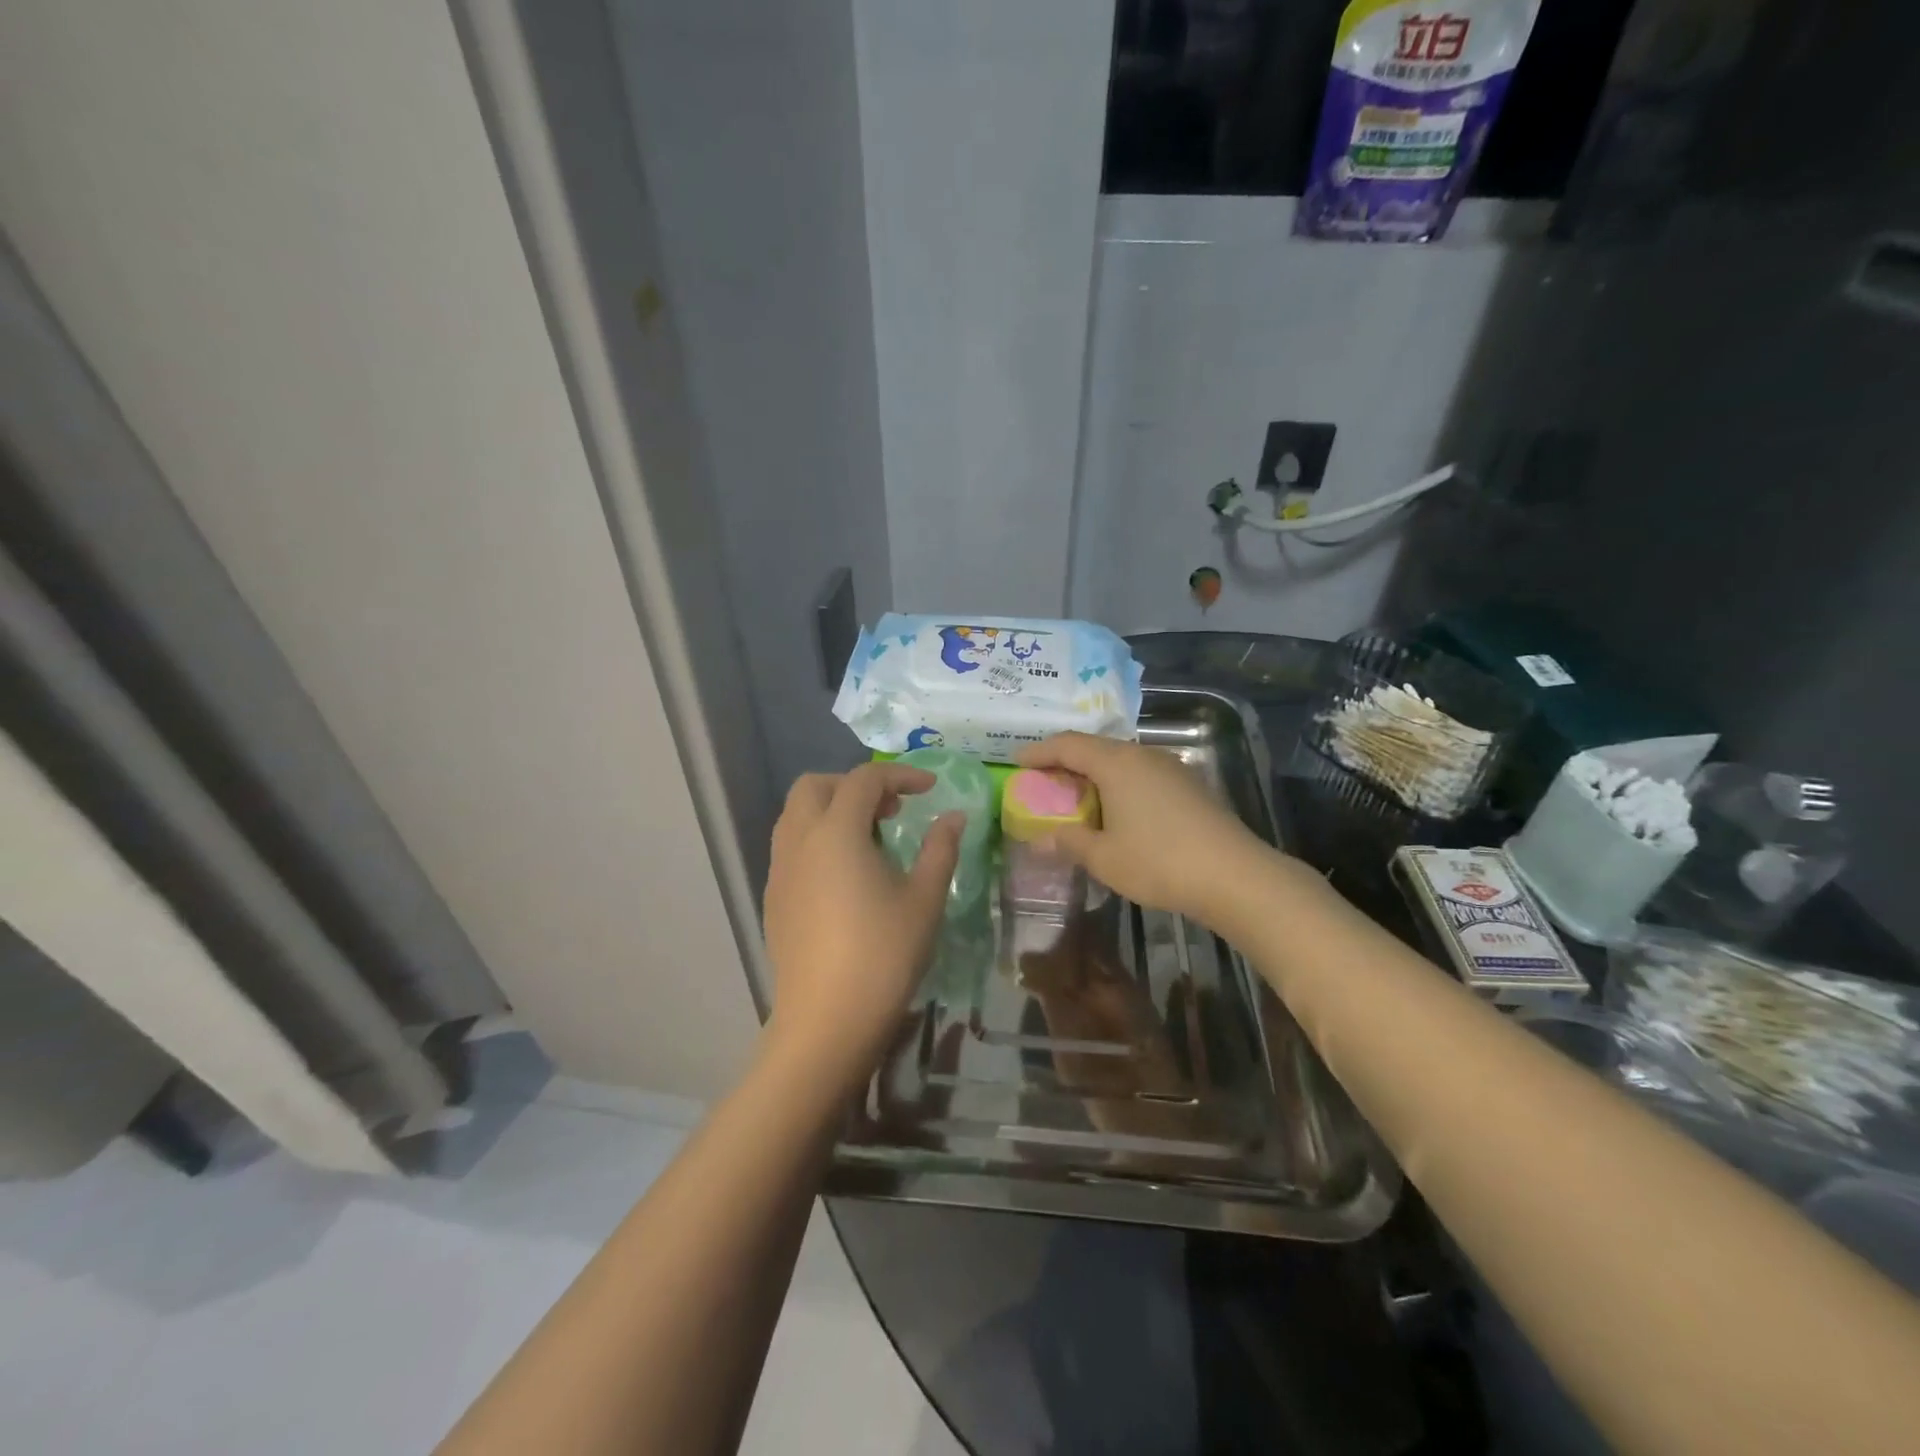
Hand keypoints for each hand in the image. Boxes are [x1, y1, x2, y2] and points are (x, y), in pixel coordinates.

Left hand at [762, 763, 962, 1088]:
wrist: (827, 1021)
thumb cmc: (883, 955)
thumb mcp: (924, 899)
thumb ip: (940, 849)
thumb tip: (953, 817)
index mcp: (836, 832)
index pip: (864, 780)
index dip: (900, 775)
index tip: (930, 789)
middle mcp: (799, 841)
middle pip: (815, 786)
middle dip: (854, 785)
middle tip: (891, 809)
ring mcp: (780, 870)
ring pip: (796, 814)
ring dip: (831, 809)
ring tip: (870, 838)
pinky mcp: (773, 897)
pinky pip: (790, 846)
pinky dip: (817, 838)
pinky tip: (845, 874)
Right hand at [1016, 733, 1267, 925]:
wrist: (1235, 876)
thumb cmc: (1159, 862)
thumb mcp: (1103, 857)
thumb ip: (1068, 842)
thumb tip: (1039, 839)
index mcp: (1116, 763)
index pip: (1067, 744)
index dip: (1039, 752)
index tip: (1017, 763)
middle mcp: (1142, 754)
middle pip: (1094, 748)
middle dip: (1065, 762)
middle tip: (1043, 783)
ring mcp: (1170, 767)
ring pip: (1120, 760)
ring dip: (1094, 774)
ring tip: (1076, 798)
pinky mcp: (1188, 784)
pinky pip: (1141, 774)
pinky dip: (1118, 784)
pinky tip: (1117, 811)